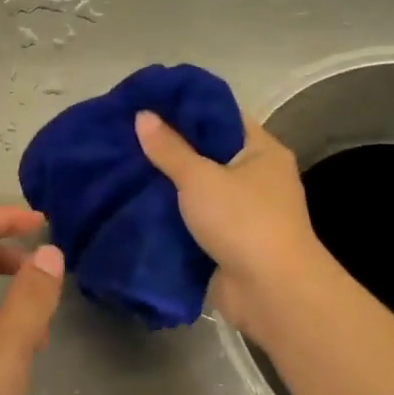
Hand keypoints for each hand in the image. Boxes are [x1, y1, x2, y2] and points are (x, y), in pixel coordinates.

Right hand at [135, 108, 332, 343]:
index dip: (185, 107)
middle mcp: (255, 177)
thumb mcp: (200, 177)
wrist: (271, 293)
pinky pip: (192, 218)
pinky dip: (168, 213)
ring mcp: (242, 212)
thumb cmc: (243, 221)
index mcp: (261, 150)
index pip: (221, 115)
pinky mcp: (226, 241)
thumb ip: (169, 148)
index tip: (147, 101)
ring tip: (122, 164)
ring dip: (165, 182)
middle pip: (206, 152)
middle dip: (168, 146)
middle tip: (126, 133)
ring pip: (196, 188)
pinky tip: (133, 202)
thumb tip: (142, 115)